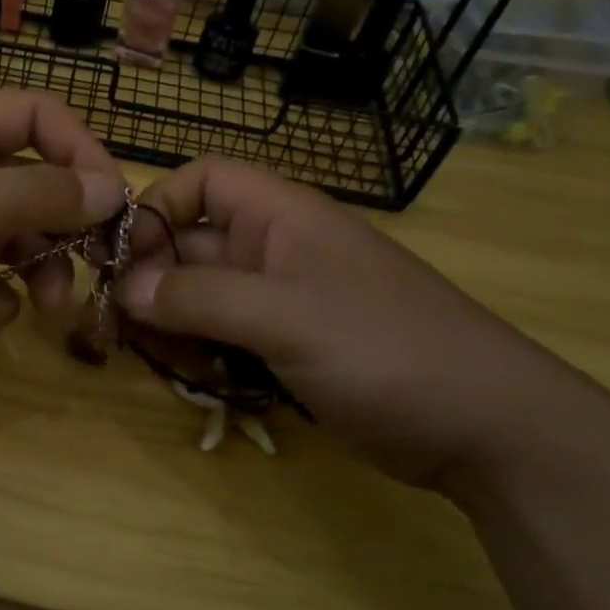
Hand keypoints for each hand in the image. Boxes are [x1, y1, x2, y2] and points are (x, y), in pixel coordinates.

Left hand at [0, 92, 125, 380]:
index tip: (113, 203)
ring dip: (38, 268)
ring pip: (10, 238)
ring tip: (47, 305)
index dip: (81, 152)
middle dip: (65, 225)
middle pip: (31, 184)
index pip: (37, 118)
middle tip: (92, 266)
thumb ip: (41, 194)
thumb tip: (112, 190)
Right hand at [123, 159, 609, 499]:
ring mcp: (278, 302)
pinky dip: (202, 356)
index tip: (124, 260)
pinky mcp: (283, 348)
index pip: (203, 181)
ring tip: (175, 363)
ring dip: (173, 328)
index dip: (158, 208)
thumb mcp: (287, 318)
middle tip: (126, 331)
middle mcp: (273, 250)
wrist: (486, 429)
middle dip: (153, 284)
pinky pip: (221, 338)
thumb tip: (125, 288)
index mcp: (280, 217)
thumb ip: (200, 298)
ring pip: (198, 298)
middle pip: (188, 246)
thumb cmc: (388, 352)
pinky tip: (207, 383)